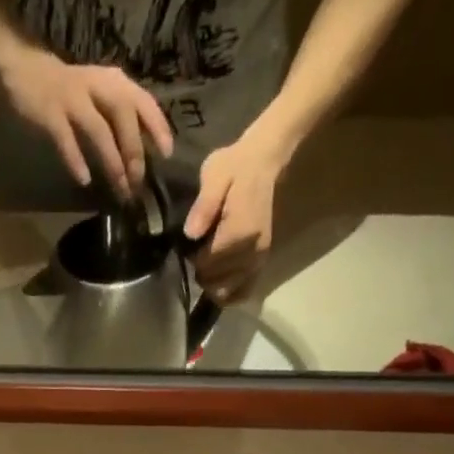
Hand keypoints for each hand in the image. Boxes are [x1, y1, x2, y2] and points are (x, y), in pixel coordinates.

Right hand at [0, 46, 173, 198]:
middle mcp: (97, 86)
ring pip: (98, 130)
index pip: (143, 101)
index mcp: (114, 82)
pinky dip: (76, 159)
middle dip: (133, 150)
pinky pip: (66, 139)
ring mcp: (73, 99)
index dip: (157, 126)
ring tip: (118, 187)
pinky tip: (84, 179)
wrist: (27, 71)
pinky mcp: (50, 113)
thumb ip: (120, 118)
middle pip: (123, 116)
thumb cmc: (70, 91)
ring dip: (111, 160)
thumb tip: (142, 153)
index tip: (167, 153)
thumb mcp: (101, 95)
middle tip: (138, 180)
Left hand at [184, 132, 287, 301]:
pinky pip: (245, 291)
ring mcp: (260, 258)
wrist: (263, 161)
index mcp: (239, 232)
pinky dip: (230, 293)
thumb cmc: (234, 166)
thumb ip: (203, 205)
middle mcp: (252, 251)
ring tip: (207, 263)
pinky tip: (220, 283)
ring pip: (229, 291)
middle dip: (201, 273)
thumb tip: (190, 233)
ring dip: (213, 284)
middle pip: (217, 282)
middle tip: (197, 253)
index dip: (192, 258)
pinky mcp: (262, 260)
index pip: (207, 264)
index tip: (189, 244)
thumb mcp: (214, 175)